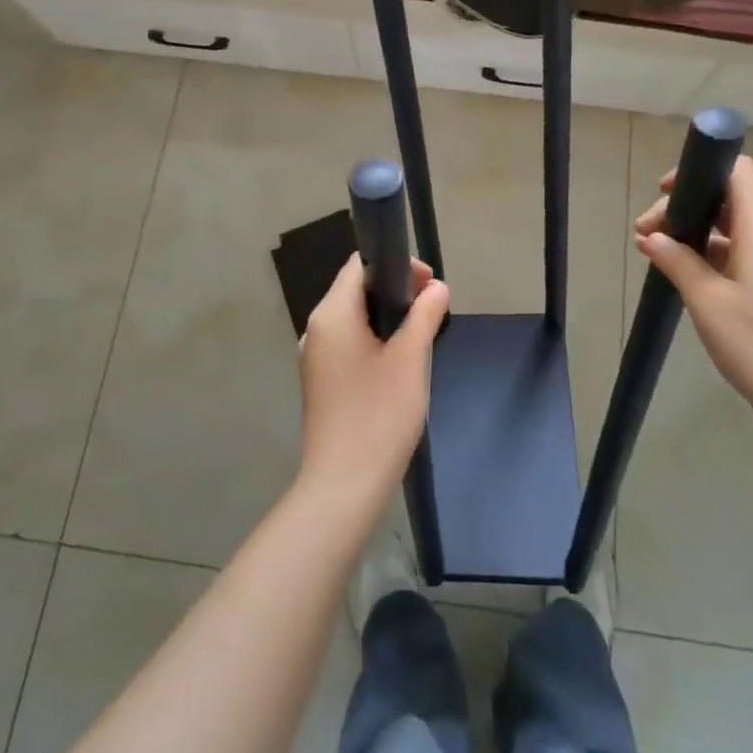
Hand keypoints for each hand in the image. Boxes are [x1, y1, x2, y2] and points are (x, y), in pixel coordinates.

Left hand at [299, 255, 449, 519]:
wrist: (343, 487)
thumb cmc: (378, 416)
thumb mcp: (410, 359)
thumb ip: (424, 315)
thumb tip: (437, 288)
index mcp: (331, 314)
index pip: (359, 265)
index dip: (396, 265)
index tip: (430, 284)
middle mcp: (316, 328)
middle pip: (356, 289)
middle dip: (395, 291)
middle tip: (432, 308)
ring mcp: (315, 357)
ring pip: (353, 318)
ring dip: (387, 317)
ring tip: (421, 333)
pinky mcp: (320, 381)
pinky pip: (348, 343)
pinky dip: (374, 339)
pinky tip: (398, 362)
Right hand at [634, 157, 752, 443]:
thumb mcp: (708, 302)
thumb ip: (678, 262)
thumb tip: (652, 237)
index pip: (737, 171)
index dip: (700, 169)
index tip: (664, 191)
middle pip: (728, 198)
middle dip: (684, 206)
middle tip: (645, 235)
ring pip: (730, 228)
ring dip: (693, 233)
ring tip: (656, 254)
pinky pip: (737, 254)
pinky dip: (707, 256)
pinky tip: (682, 278)